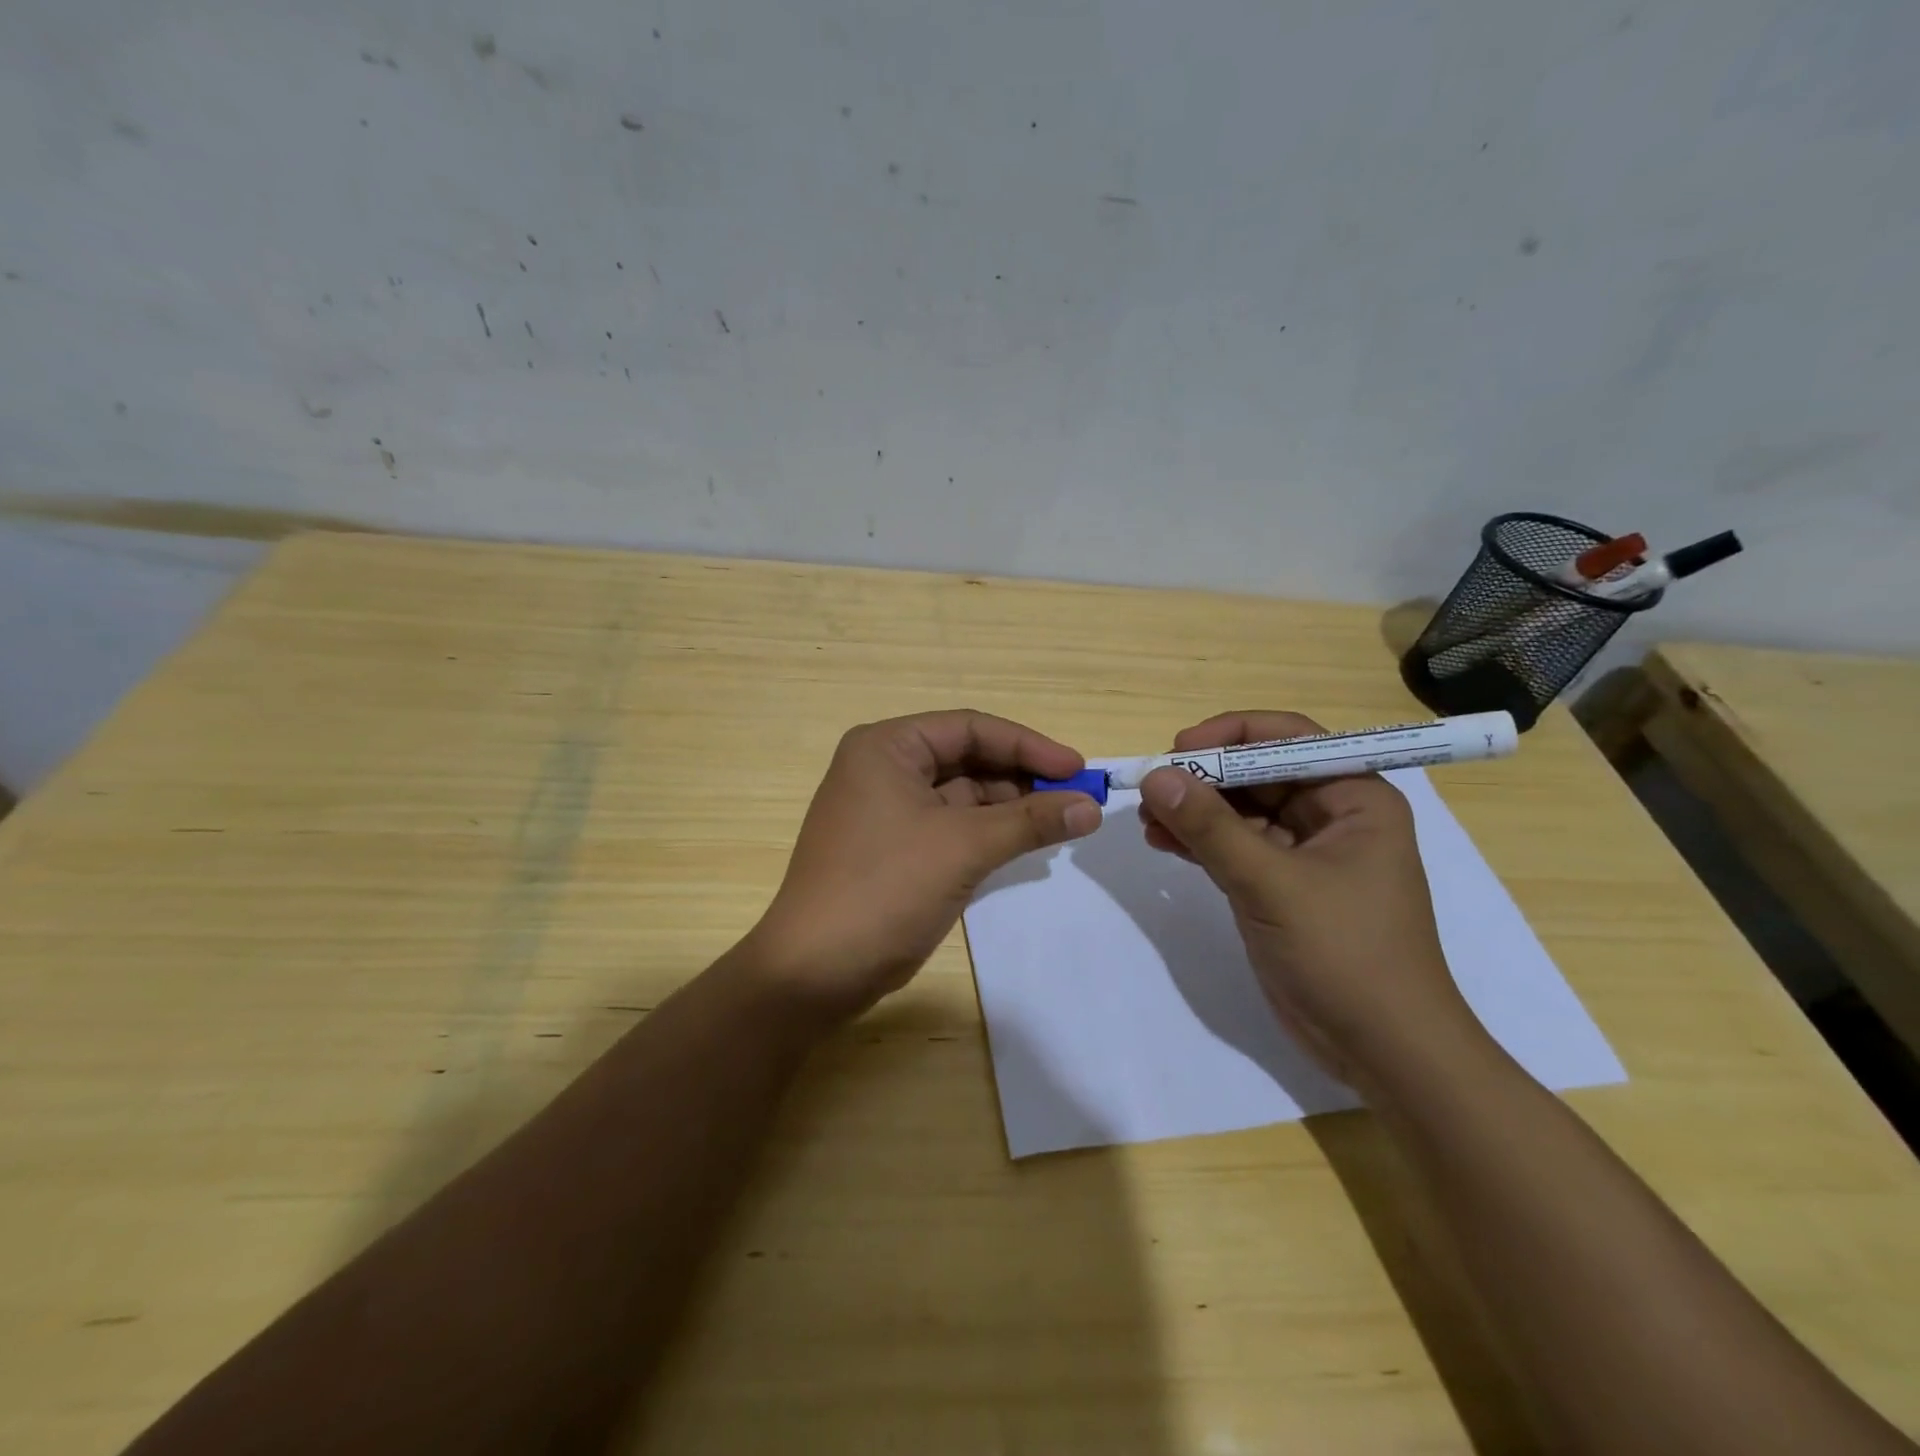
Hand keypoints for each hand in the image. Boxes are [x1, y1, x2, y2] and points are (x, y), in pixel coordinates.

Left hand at [745, 710, 1101, 1022]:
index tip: (1079, 770)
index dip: (1029, 745)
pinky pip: (951, 827)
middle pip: (967, 759)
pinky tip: (1026, 844)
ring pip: (962, 796)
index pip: (971, 728)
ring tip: (1061, 823)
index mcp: (887, 747)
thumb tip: (1092, 806)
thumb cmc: (885, 889)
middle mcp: (883, 768)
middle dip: (1022, 778)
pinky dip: (988, 834)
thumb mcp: (963, 847)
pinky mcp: (894, 848)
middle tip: (1076, 800)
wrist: (815, 972)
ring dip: (1010, 808)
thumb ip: (1030, 820)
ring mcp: (886, 810)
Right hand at [1137, 710, 1480, 1088]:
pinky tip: (1162, 842)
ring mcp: (1304, 852)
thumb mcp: (1272, 883)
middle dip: (1203, 778)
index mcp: (1354, 798)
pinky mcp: (1281, 886)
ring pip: (1241, 811)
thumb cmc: (1345, 953)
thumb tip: (1156, 776)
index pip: (1288, 739)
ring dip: (1194, 811)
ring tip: (1147, 820)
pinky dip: (1199, 842)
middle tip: (1151, 788)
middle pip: (1258, 773)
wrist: (1382, 1049)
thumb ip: (1212, 828)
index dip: (1230, 735)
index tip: (1177, 750)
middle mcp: (1332, 815)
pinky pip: (1234, 846)